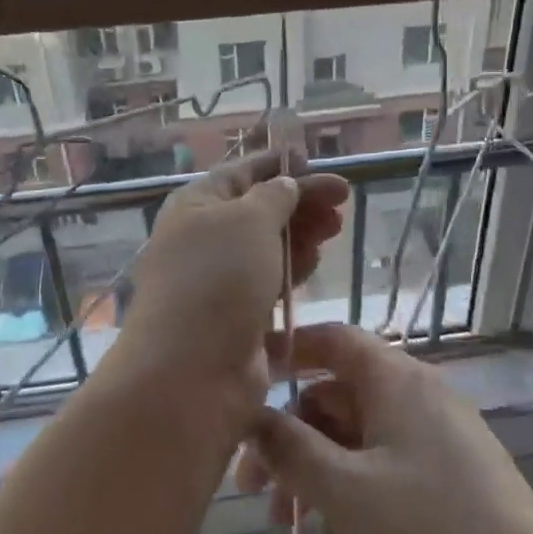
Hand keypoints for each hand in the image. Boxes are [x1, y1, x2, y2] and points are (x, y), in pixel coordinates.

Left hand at [116, 149, 347, 424]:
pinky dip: (293, 268)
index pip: (242, 172)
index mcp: (196, 203)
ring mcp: (220, 278)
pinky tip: (314, 263)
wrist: (191, 371)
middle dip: (300, 201)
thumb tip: (284, 185)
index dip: (279, 165)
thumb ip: (274, 196)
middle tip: (341, 202)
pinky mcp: (237, 314)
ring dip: (301, 234)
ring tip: (334, 229)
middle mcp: (204, 236)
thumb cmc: (218, 278)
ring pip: (268, 245)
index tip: (315, 162)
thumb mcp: (250, 219)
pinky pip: (270, 280)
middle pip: (259, 208)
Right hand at [237, 324, 532, 533]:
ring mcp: (432, 436)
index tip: (242, 376)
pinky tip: (325, 531)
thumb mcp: (348, 491)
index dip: (285, 349)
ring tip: (281, 522)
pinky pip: (378, 464)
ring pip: (353, 435)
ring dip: (311, 468)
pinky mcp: (443, 477)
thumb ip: (290, 449)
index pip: (331, 339)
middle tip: (248, 485)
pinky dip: (345, 486)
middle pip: (334, 394)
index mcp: (397, 378)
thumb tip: (248, 415)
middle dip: (288, 432)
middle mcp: (415, 394)